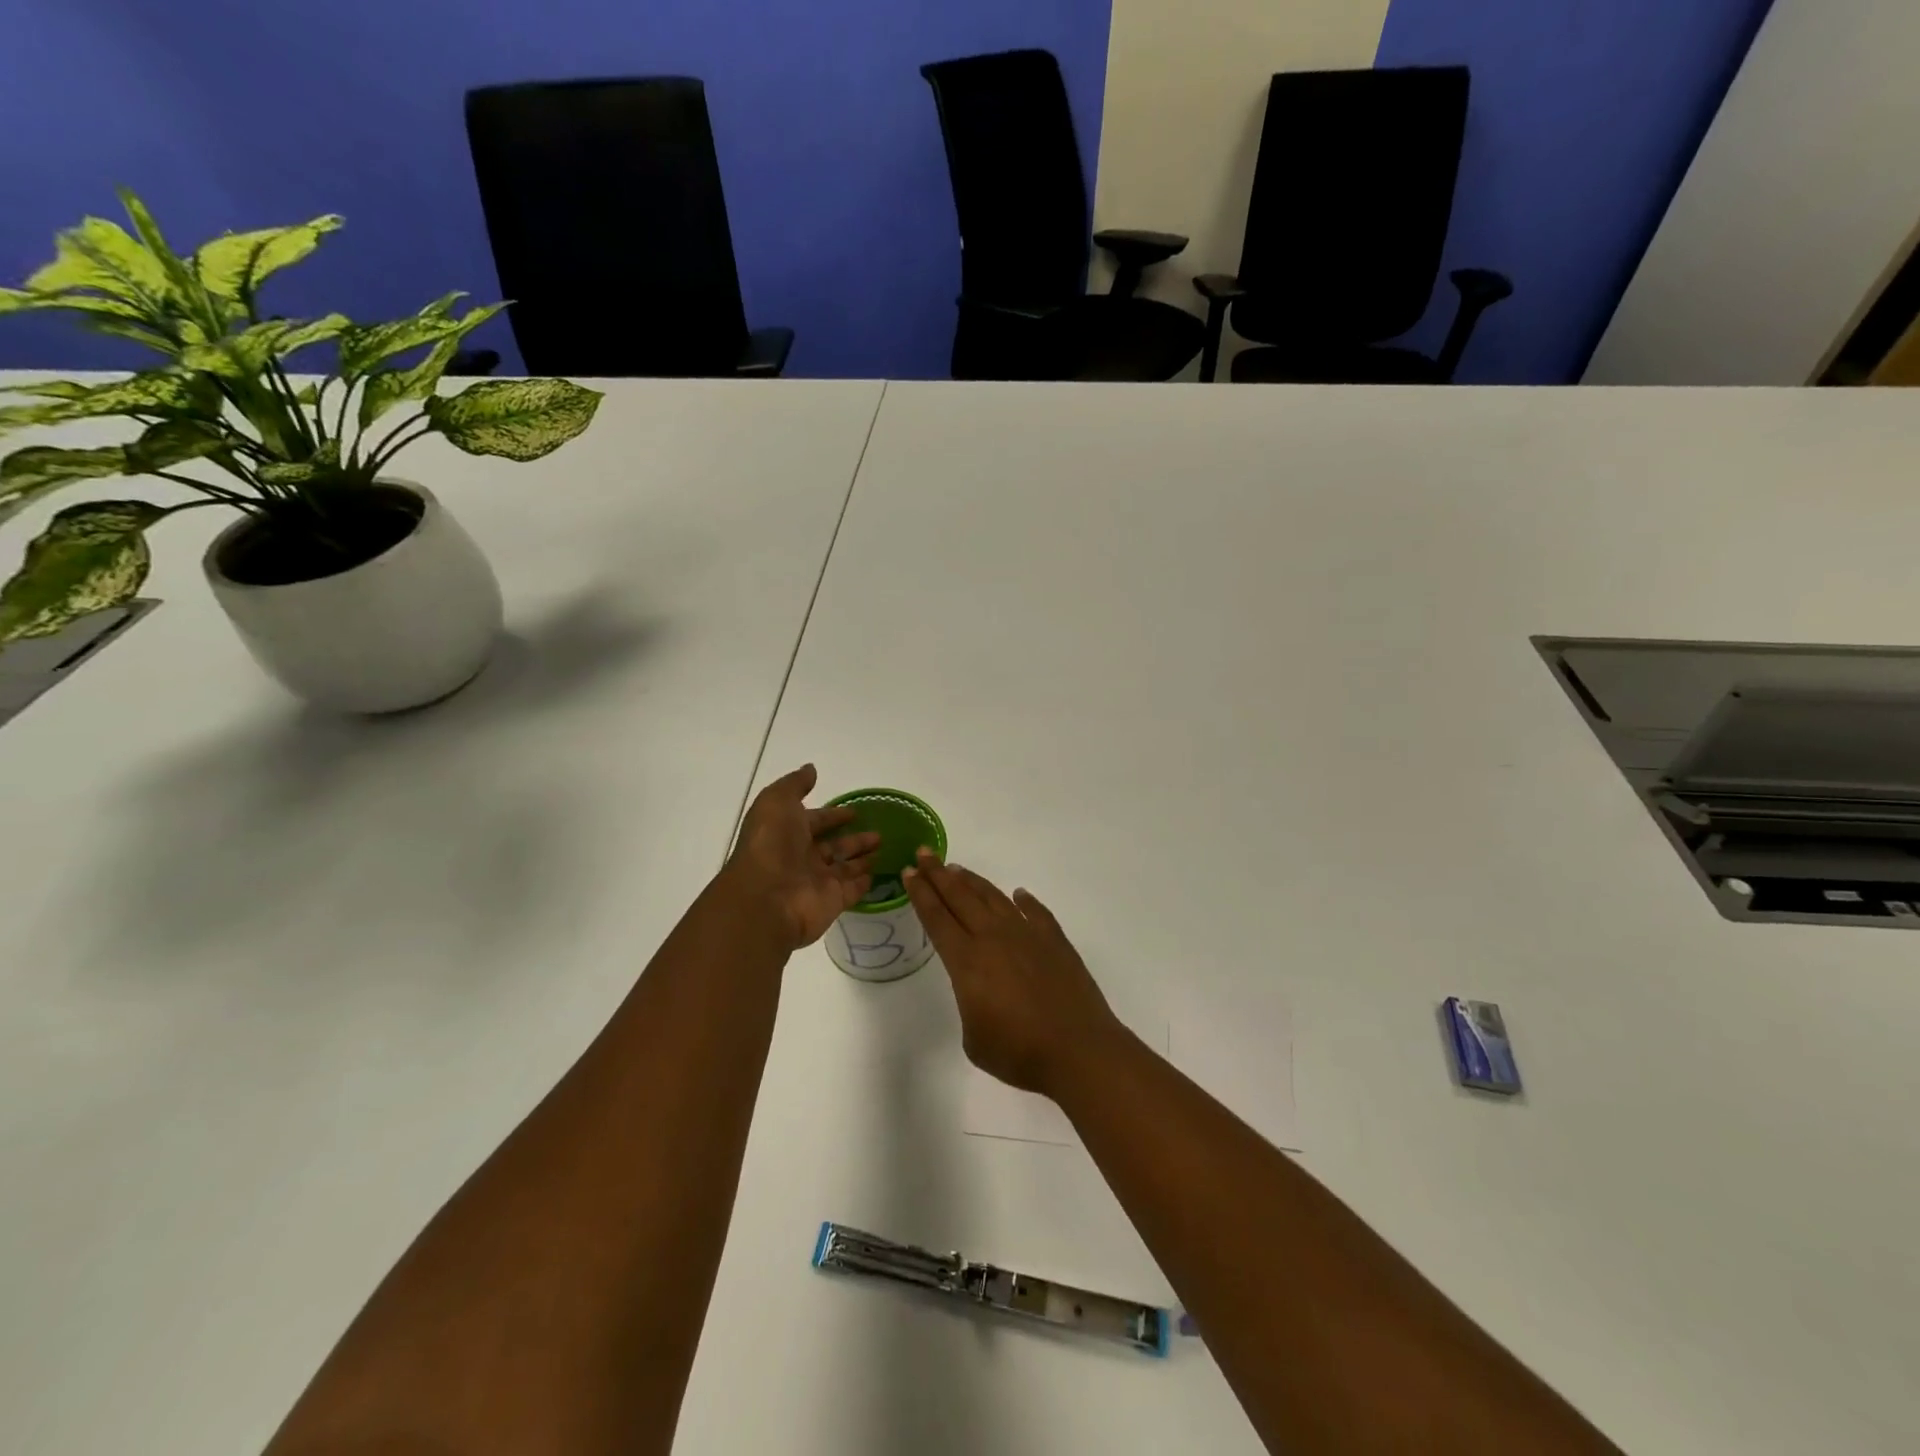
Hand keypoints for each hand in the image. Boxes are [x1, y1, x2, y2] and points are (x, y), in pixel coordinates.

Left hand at [725, 765, 880, 951]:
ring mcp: (818, 882)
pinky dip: (864, 881)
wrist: (766, 899)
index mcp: (787, 834)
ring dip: (863, 856)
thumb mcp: (777, 802)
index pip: (815, 822)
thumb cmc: (771, 845)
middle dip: (853, 837)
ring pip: (845, 866)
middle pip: (833, 845)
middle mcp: (802, 858)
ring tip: (885, 845)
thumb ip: (795, 785)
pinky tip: (879, 872)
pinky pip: (853, 889)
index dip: (833, 815)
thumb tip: (811, 769)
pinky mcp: (833, 901)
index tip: (855, 811)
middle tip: (879, 830)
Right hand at [904, 850, 1123, 1098]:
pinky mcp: (1055, 941)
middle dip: (938, 874)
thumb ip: (971, 1004)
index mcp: (967, 961)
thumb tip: (984, 991)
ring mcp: (1027, 935)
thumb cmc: (1019, 1052)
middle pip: (960, 897)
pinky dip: (1025, 901)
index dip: (921, 894)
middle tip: (924, 853)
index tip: (909, 872)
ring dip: (973, 882)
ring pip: (994, 898)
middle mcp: (994, 938)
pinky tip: (1019, 895)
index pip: (937, 918)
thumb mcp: (974, 1038)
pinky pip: (1036, 912)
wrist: (1078, 1050)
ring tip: (957, 868)